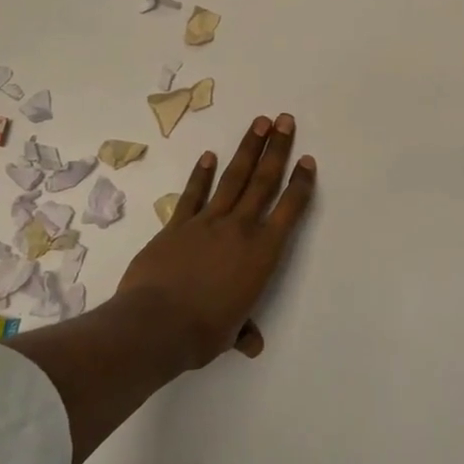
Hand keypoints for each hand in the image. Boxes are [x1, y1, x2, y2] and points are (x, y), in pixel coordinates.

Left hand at [115, 113, 315, 367]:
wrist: (155, 325)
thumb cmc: (203, 332)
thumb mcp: (230, 333)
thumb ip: (243, 330)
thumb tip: (252, 344)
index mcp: (262, 253)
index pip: (289, 210)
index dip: (300, 183)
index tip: (307, 159)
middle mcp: (240, 228)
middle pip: (263, 181)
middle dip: (277, 149)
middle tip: (285, 120)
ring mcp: (207, 222)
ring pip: (233, 178)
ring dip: (247, 149)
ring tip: (259, 123)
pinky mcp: (177, 225)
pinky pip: (193, 194)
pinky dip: (201, 174)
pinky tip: (208, 155)